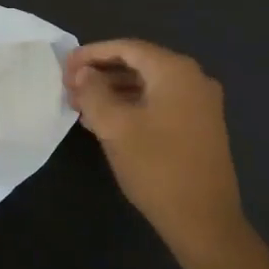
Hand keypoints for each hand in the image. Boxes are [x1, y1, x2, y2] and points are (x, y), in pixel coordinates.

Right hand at [63, 39, 246, 253]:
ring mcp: (201, 103)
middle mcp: (194, 78)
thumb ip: (94, 93)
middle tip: (70, 87)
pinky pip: (161, 103)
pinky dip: (134, 106)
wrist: (204, 220)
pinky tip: (108, 122)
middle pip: (140, 64)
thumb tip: (83, 73)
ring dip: (115, 91)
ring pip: (150, 85)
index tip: (64, 67)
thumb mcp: (115, 127)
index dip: (92, 54)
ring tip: (82, 106)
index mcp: (175, 71)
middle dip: (102, 73)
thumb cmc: (157, 168)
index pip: (127, 48)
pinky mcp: (201, 126)